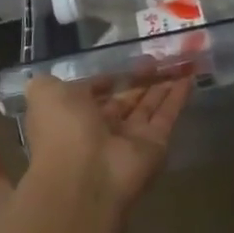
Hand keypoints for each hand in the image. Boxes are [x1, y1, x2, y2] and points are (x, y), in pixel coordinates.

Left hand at [23, 73, 189, 205]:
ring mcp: (129, 139)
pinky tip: (189, 76)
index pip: (94, 94)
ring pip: (148, 106)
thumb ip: (51, 82)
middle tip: (157, 57)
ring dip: (161, 84)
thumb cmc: (63, 129)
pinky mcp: (155, 145)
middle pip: (125, 100)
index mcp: (73, 116)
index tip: (126, 60)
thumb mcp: (44, 94)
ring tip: (177, 60)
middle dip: (139, 79)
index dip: (108, 78)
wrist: (85, 175)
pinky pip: (167, 116)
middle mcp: (102, 129)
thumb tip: (66, 78)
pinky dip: (178, 96)